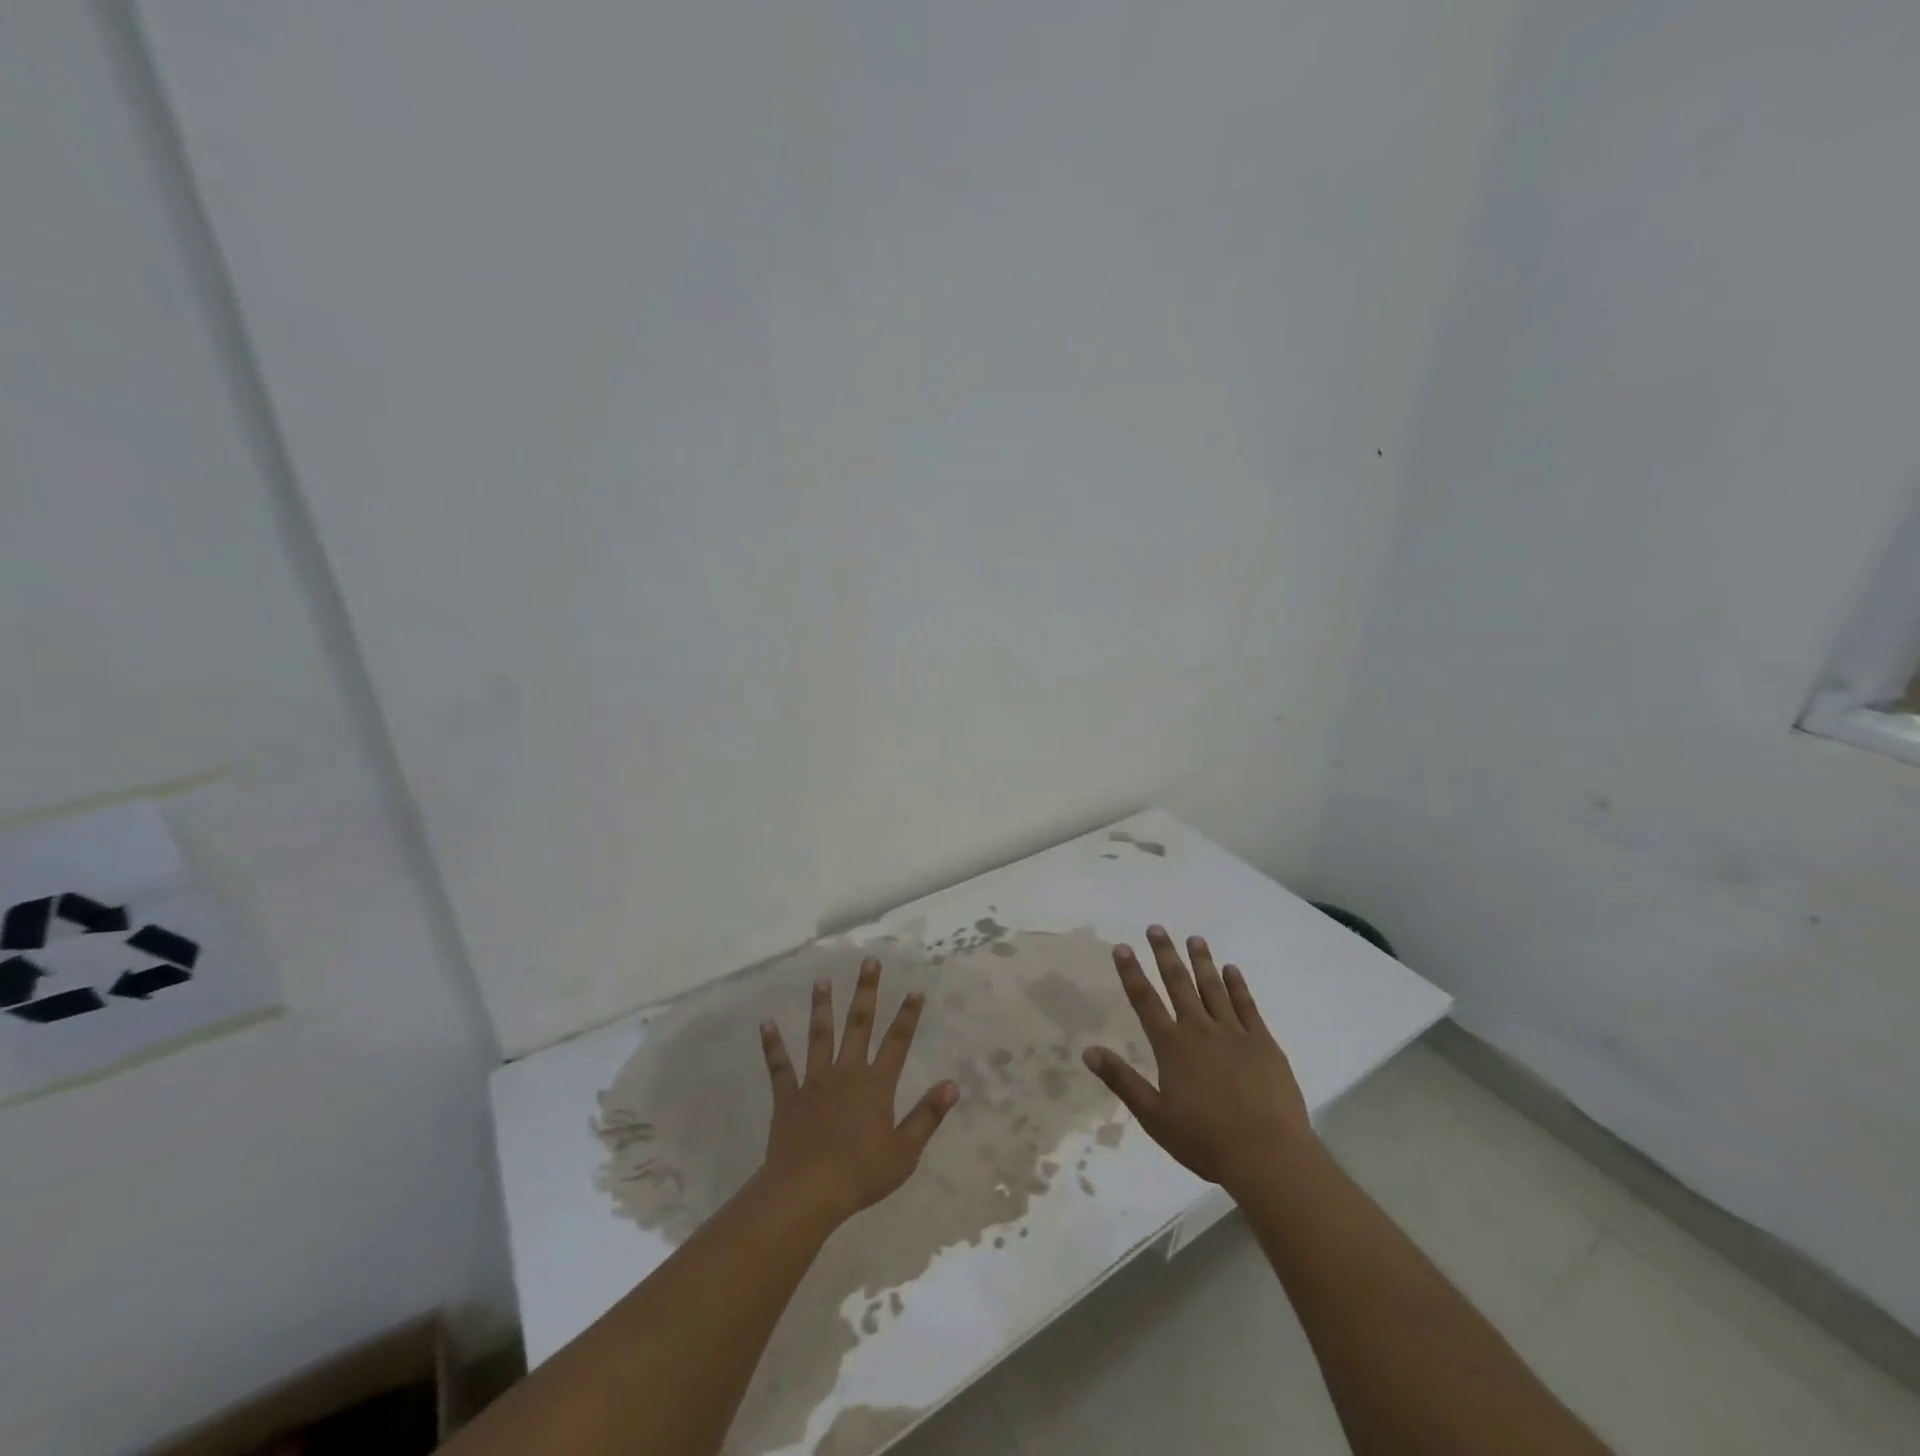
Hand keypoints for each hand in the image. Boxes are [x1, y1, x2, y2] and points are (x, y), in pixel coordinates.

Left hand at [755, 958, 958, 1229]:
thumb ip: (927, 1115)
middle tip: (869, 962)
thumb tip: (952, 1084)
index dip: (908, 1016)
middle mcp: (846, 1072)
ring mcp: (815, 1081)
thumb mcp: (904, 1152)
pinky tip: (766, 1024)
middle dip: (866, 991)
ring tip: (822, 981)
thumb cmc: (860, 1175)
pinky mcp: (788, 1096)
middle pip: (859, 1024)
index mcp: (876, 1085)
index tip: (915, 989)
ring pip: (820, 1035)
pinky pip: (780, 1066)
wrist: (806, 1193)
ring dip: (822, 1007)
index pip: (897, 1042)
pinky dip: (773, 1045)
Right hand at [1083, 926, 1312, 1195]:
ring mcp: (1235, 1034)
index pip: (1145, 1001)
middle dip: (1165, 954)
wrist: (1269, 1156)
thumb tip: (1088, 1051)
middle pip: (1179, 984)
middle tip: (1157, 928)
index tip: (1122, 947)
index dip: (1131, 973)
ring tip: (1194, 938)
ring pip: (1214, 988)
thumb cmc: (1205, 1141)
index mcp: (1172, 1047)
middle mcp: (1200, 1030)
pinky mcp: (1264, 1043)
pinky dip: (1238, 986)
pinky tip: (1232, 970)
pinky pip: (1248, 1006)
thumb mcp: (1154, 1117)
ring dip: (1202, 961)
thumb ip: (1122, 1080)